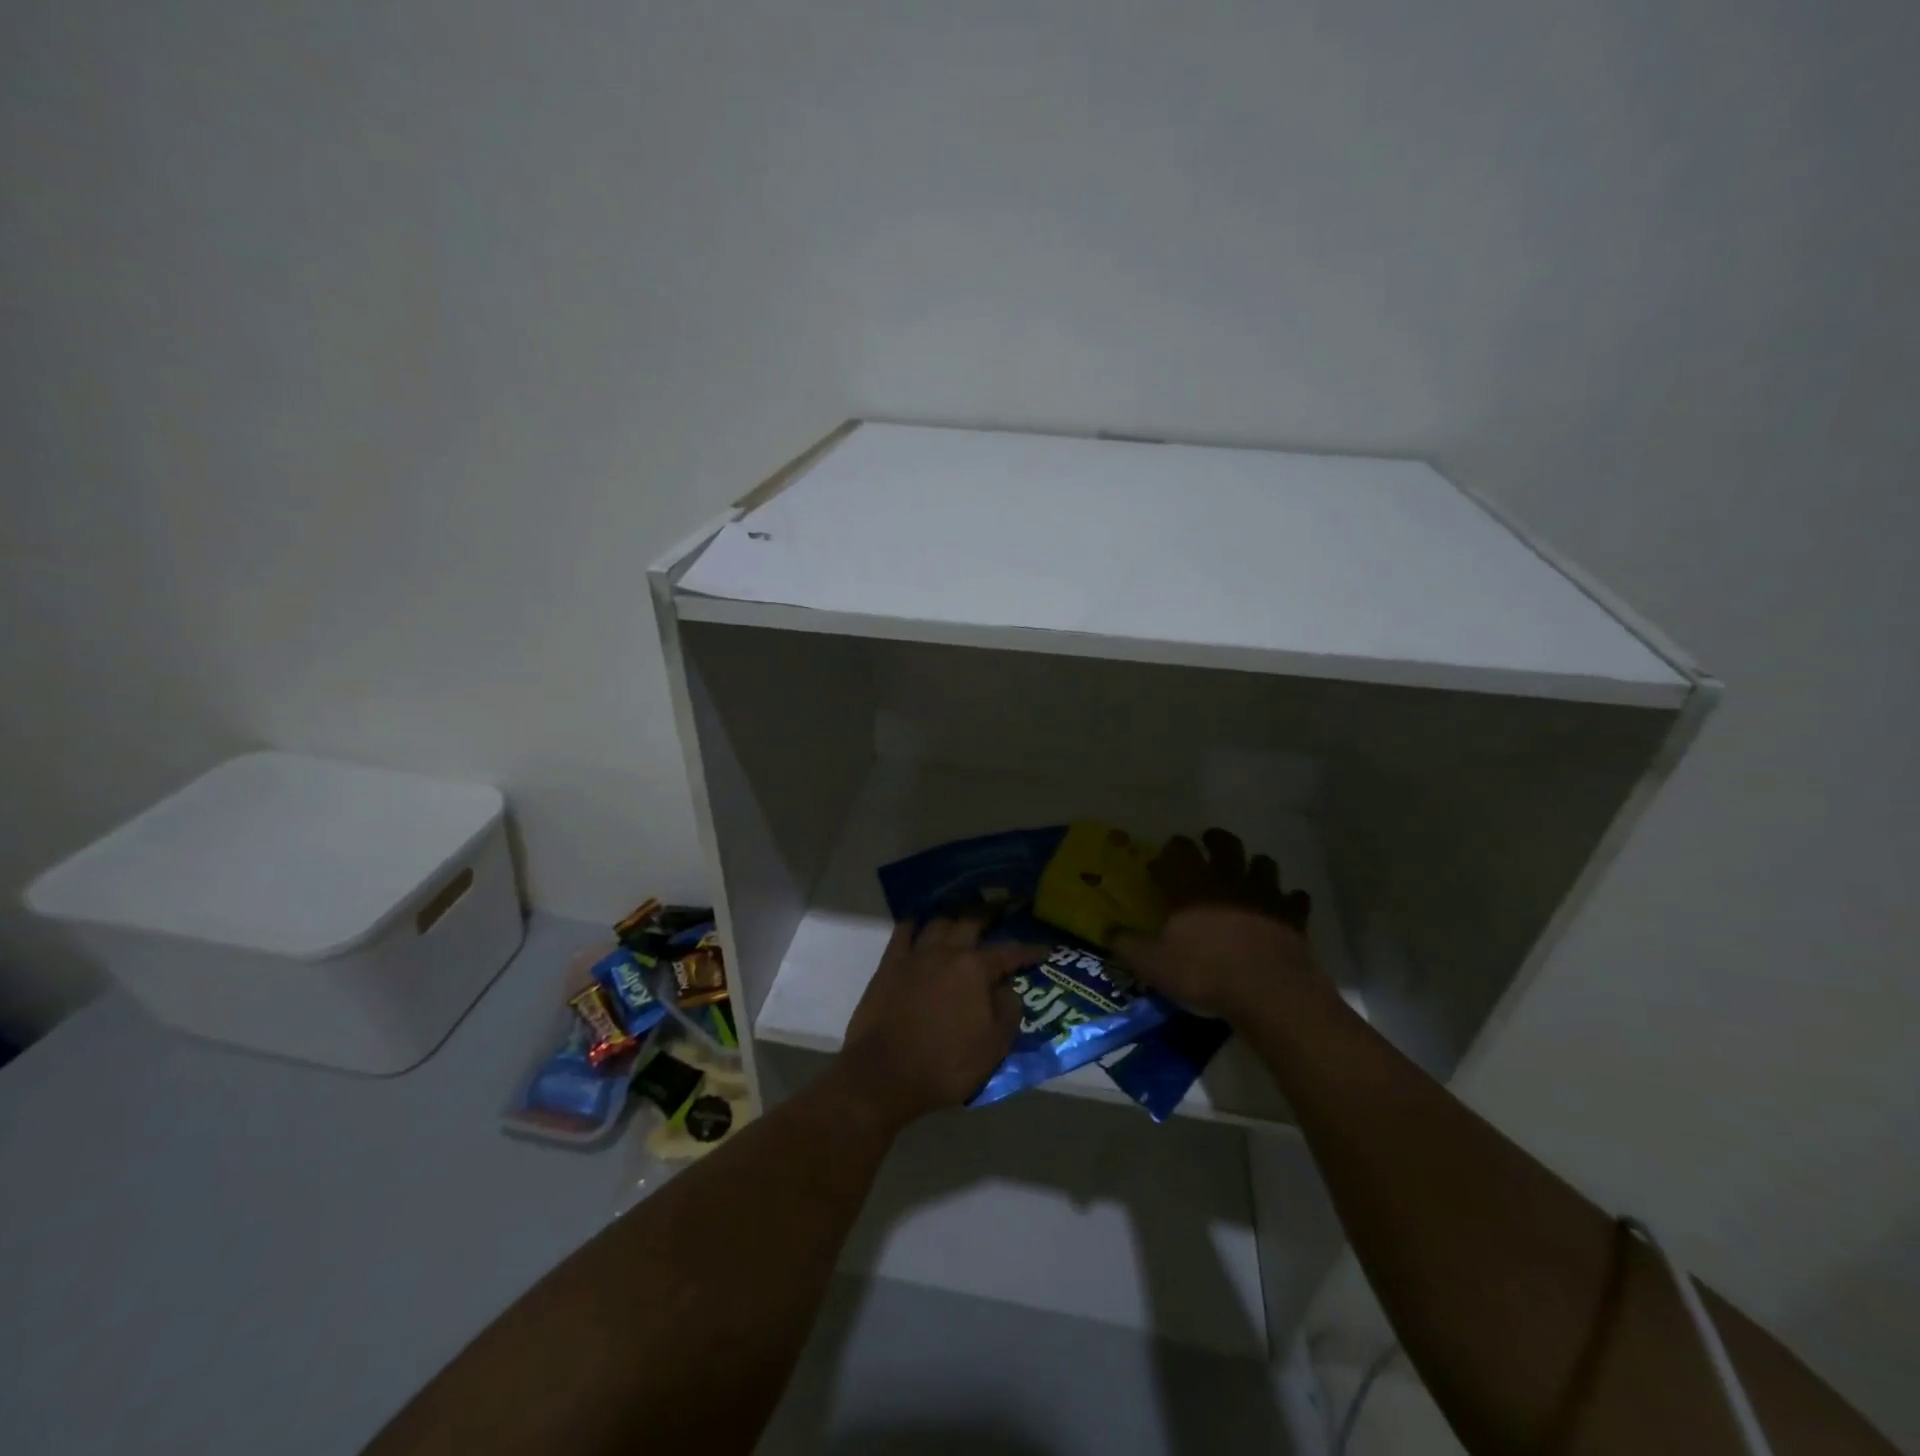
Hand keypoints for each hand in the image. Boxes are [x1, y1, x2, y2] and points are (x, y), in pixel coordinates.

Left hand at [836, 917, 1046, 1129]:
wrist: (884, 1074)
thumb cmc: (945, 1064)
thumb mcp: (994, 1047)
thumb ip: (1009, 1011)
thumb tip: (1008, 988)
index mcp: (975, 969)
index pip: (1010, 952)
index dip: (1030, 950)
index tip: (1045, 948)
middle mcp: (947, 951)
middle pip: (972, 920)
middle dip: (992, 913)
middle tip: (1004, 909)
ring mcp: (915, 954)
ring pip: (939, 921)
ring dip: (956, 914)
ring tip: (965, 913)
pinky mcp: (889, 963)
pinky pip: (903, 930)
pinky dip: (916, 922)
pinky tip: (920, 922)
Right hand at [1116, 828, 1316, 1022]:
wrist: (1268, 992)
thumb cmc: (1204, 972)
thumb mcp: (1152, 964)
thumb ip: (1127, 944)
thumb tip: (1108, 930)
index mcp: (1191, 884)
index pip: (1178, 849)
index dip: (1170, 851)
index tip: (1162, 863)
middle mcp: (1228, 879)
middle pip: (1225, 843)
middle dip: (1215, 840)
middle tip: (1208, 845)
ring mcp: (1264, 894)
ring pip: (1263, 863)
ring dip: (1253, 865)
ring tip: (1246, 875)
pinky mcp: (1293, 915)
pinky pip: (1294, 898)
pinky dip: (1287, 899)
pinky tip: (1281, 908)